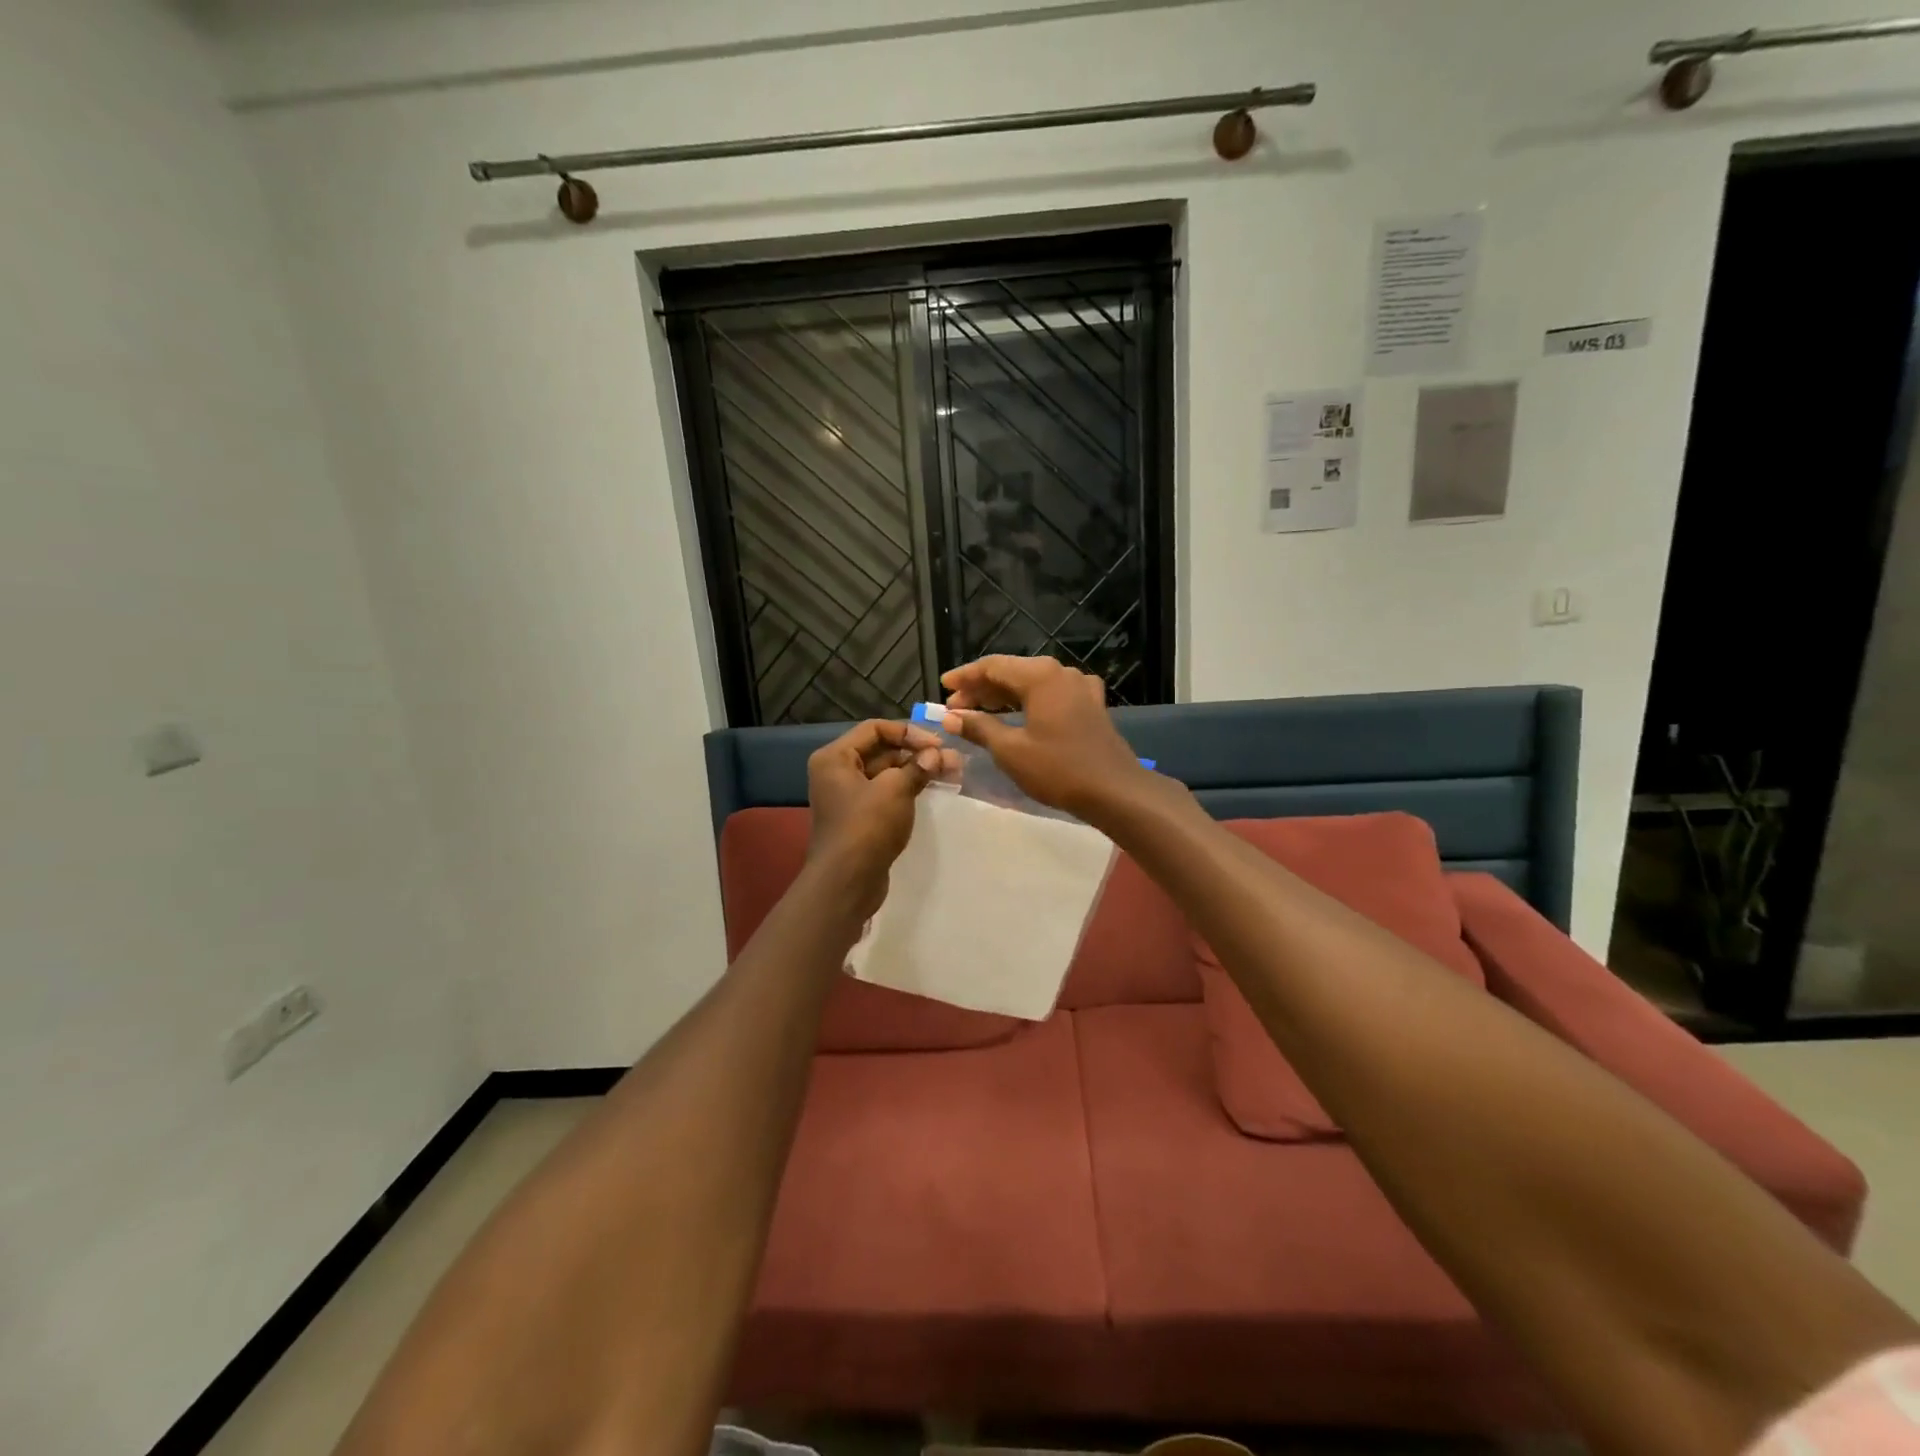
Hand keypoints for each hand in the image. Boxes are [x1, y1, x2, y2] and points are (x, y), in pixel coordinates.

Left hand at [806, 719, 941, 910]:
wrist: (846, 883)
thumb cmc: (866, 827)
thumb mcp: (895, 790)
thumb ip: (917, 767)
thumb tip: (936, 755)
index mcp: (835, 758)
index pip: (875, 729)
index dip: (908, 732)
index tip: (938, 744)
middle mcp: (836, 773)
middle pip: (881, 751)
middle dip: (917, 753)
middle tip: (952, 760)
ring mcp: (847, 797)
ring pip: (886, 774)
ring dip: (916, 771)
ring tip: (951, 772)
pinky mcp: (859, 819)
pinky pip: (885, 794)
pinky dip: (907, 790)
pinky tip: (932, 790)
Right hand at [941, 655, 1152, 822]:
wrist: (1114, 790)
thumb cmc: (1058, 769)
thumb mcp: (1010, 750)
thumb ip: (979, 727)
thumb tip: (951, 717)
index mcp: (1040, 676)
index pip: (993, 666)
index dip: (965, 677)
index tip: (943, 688)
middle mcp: (1061, 672)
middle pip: (1012, 672)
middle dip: (981, 689)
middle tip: (955, 709)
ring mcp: (1080, 687)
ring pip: (1032, 683)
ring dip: (1003, 696)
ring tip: (978, 714)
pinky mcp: (1090, 705)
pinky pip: (1050, 695)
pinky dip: (1028, 703)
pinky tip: (1017, 716)